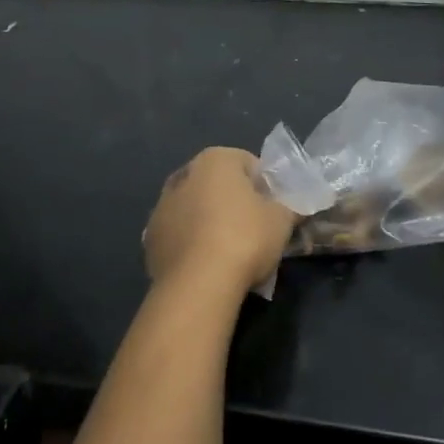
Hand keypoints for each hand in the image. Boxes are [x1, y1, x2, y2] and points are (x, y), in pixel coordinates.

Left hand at [143, 147, 297, 293]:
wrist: (198, 284)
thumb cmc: (245, 238)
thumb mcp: (282, 220)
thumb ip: (289, 207)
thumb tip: (293, 206)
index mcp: (215, 160)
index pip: (249, 163)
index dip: (266, 186)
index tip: (275, 211)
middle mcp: (183, 175)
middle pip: (218, 184)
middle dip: (234, 202)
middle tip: (255, 230)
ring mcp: (161, 207)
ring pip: (195, 209)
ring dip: (210, 222)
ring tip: (230, 253)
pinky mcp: (150, 239)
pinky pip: (179, 235)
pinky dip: (192, 244)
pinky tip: (207, 265)